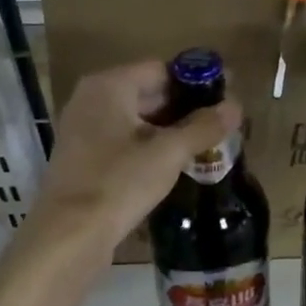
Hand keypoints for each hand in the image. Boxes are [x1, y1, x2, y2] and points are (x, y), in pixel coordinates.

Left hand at [29, 60, 240, 259]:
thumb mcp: (168, 153)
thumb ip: (203, 127)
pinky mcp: (85, 158)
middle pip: (148, 92)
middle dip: (185, 108)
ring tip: (206, 144)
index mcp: (108, 86)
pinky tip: (175, 164)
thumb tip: (235, 106)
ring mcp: (84, 130)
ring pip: (137, 120)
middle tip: (222, 124)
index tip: (227, 97)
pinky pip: (124, 141)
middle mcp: (92, 100)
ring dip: (170, 130)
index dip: (196, 81)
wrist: (69, 235)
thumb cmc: (118, 183)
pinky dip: (150, 147)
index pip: (161, 69)